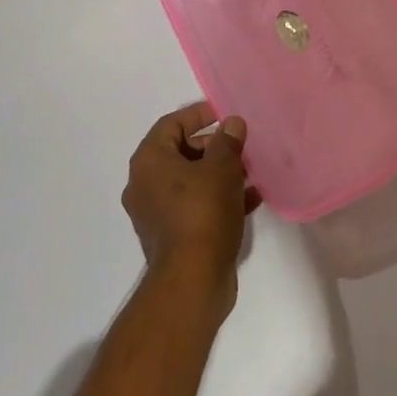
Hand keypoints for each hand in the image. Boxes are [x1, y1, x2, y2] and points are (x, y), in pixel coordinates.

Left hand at [122, 102, 258, 307]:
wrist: (192, 281)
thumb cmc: (203, 213)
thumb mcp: (221, 169)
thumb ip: (227, 141)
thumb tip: (231, 123)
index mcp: (149, 161)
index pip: (172, 124)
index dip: (199, 115)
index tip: (225, 114)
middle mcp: (145, 184)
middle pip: (180, 152)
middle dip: (213, 146)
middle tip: (241, 146)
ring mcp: (155, 213)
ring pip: (190, 182)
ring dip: (219, 174)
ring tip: (251, 172)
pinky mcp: (171, 237)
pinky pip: (195, 206)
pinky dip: (218, 198)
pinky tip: (250, 200)